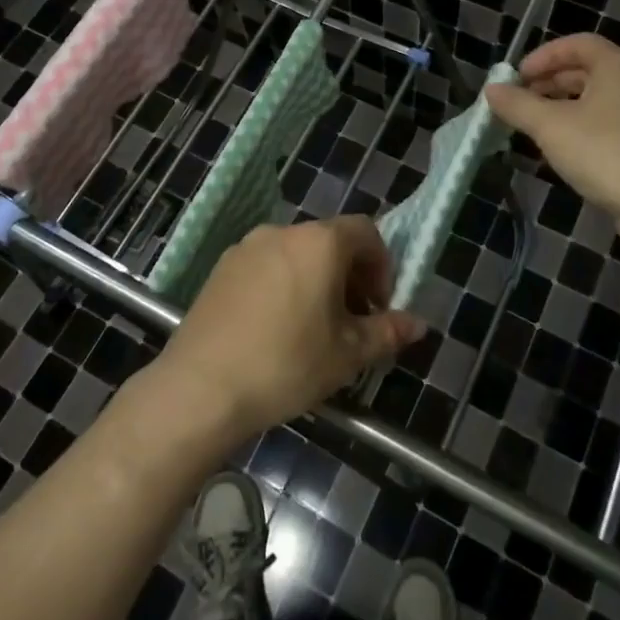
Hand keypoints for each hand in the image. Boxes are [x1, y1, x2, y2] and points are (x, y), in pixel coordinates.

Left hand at [150, 216, 425, 445]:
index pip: (366, 232)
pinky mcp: (222, 268)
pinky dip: (284, 284)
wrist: (201, 387)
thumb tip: (417, 324)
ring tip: (315, 328)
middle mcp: (283, 232)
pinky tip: (276, 328)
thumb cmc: (286, 364)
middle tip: (352, 322)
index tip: (378, 306)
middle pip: (330, 240)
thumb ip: (387, 332)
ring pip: (297, 253)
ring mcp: (247, 247)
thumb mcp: (347, 354)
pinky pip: (266, 265)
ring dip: (317, 280)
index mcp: (320, 242)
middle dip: (350, 275)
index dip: (382, 265)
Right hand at [485, 33, 619, 219]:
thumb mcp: (550, 126)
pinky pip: (606, 125)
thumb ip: (518, 105)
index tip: (517, 76)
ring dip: (562, 107)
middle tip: (520, 100)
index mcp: (616, 67)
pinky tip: (561, 150)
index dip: (544, 55)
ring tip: (534, 126)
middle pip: (586, 71)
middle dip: (549, 82)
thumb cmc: (605, 152)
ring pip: (596, 100)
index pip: (578, 43)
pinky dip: (579, 128)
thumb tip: (491, 89)